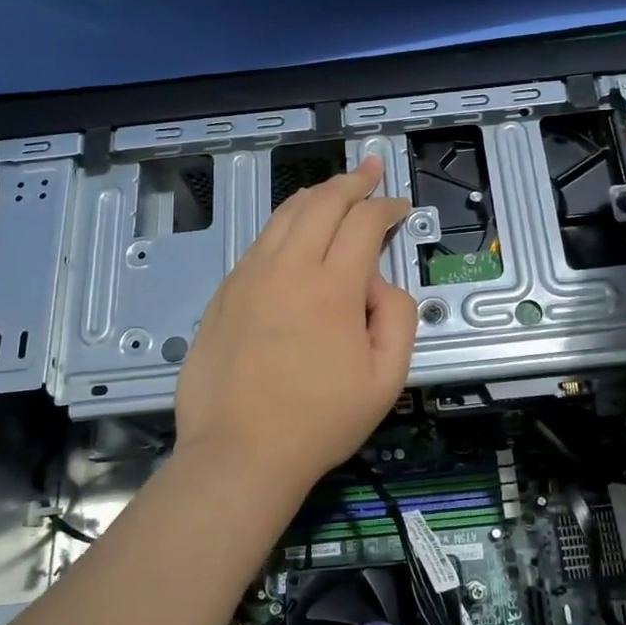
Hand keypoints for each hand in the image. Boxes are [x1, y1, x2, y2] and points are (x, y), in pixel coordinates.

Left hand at [173, 156, 416, 494]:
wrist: (239, 453)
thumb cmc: (319, 422)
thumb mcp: (386, 379)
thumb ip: (399, 318)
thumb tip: (380, 284)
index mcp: (332, 287)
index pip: (364, 222)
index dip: (387, 206)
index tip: (400, 206)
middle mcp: (288, 268)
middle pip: (322, 202)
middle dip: (353, 181)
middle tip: (372, 171)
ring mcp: (249, 276)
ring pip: (284, 214)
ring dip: (316, 195)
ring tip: (335, 189)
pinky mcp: (224, 292)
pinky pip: (259, 242)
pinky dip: (284, 224)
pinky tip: (293, 231)